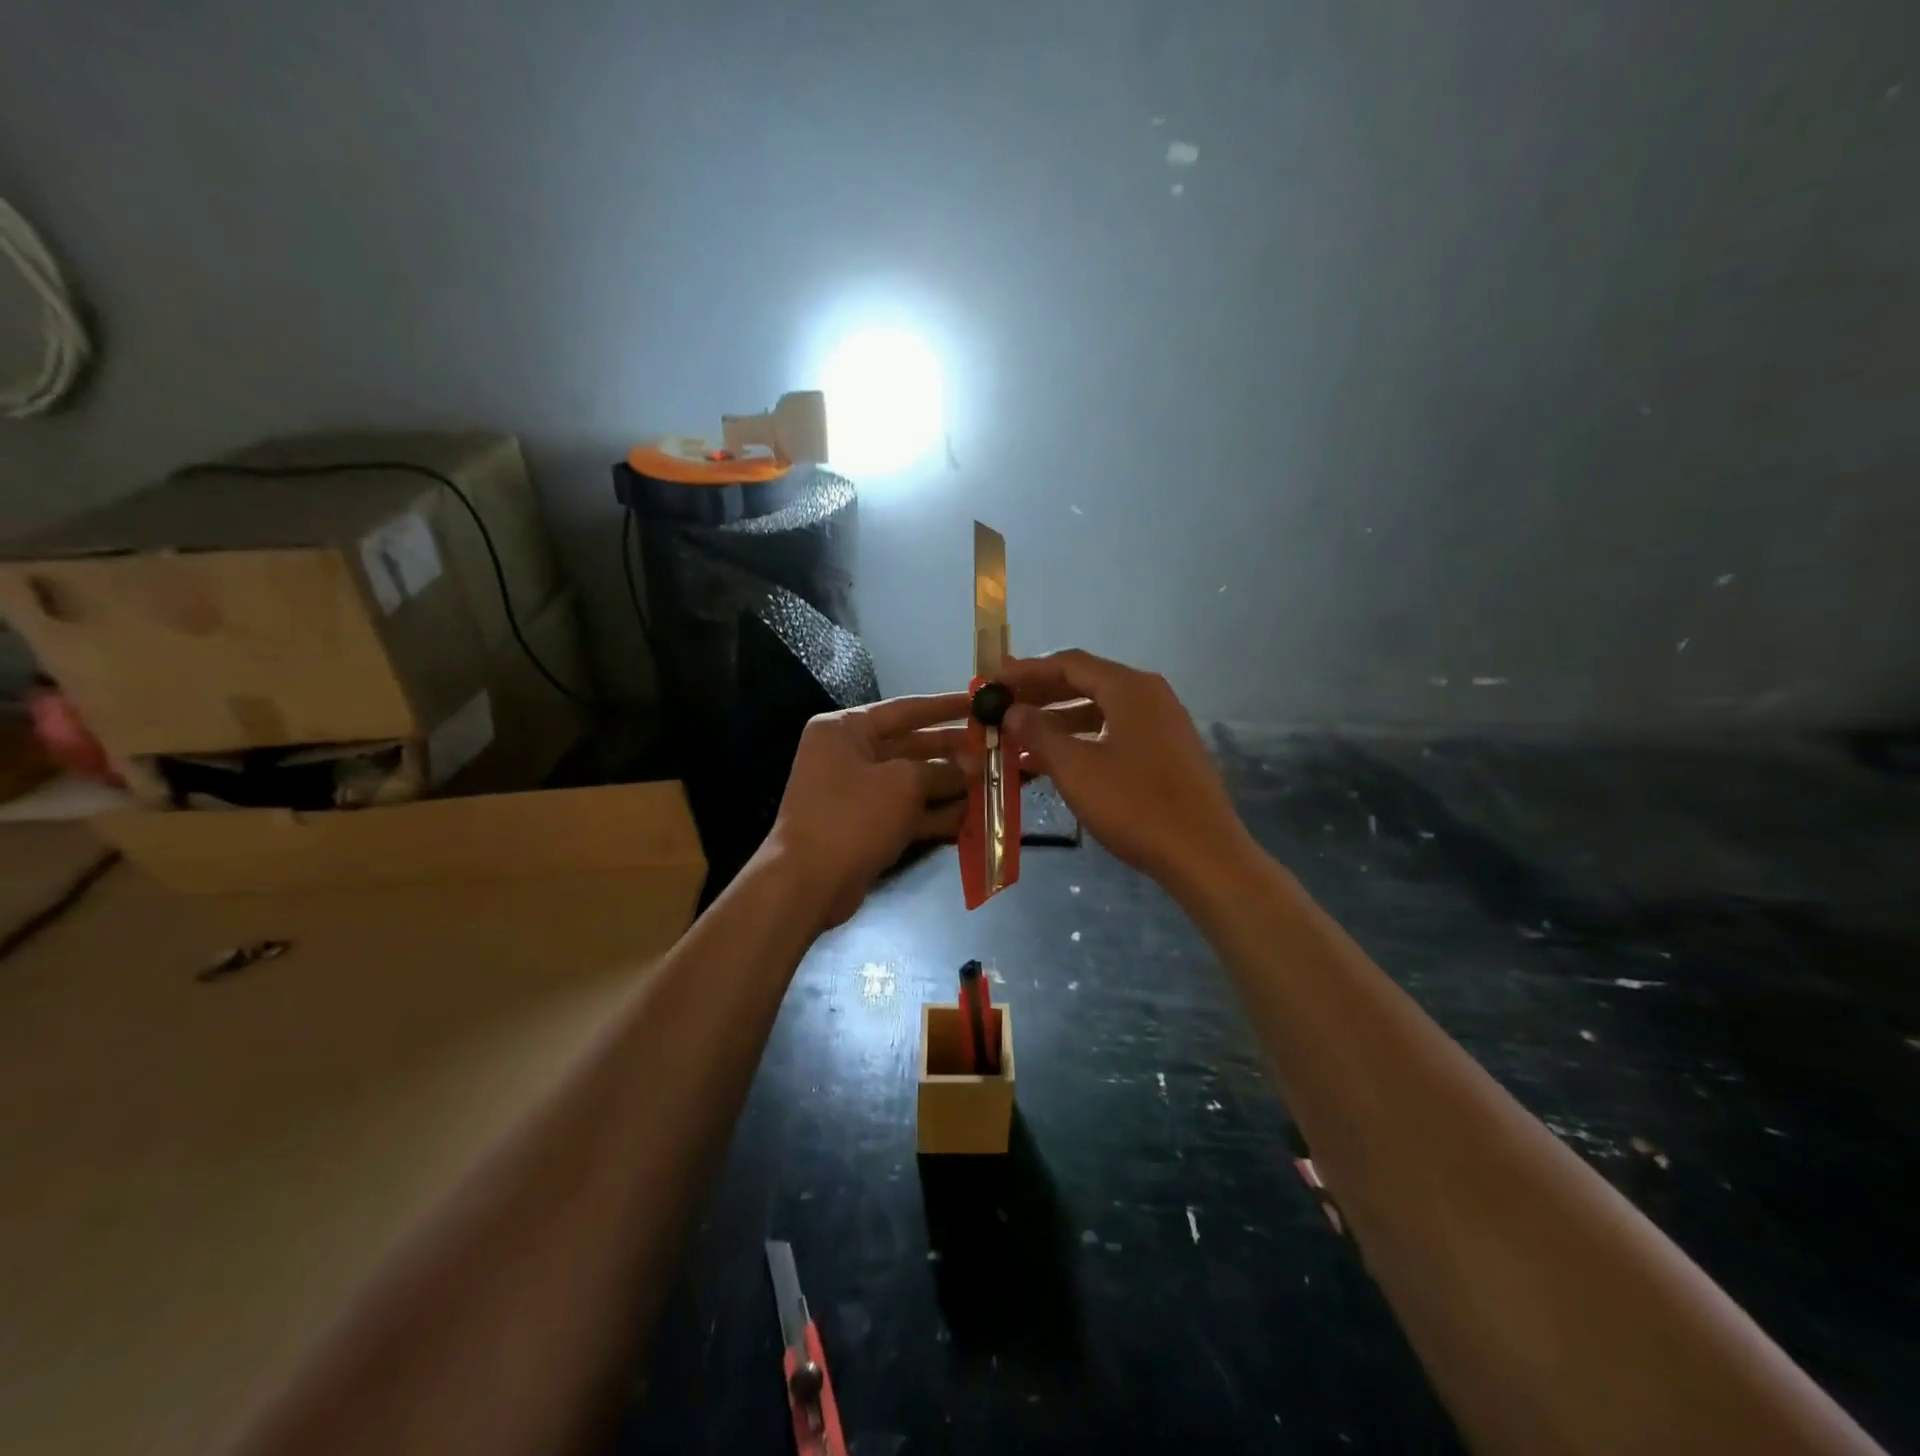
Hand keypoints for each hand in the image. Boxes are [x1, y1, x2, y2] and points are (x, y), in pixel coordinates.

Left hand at [761, 693, 972, 929]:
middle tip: (996, 748)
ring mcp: (857, 792)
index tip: (982, 703)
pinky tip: (973, 816)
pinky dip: (936, 813)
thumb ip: (942, 771)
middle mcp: (849, 754)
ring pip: (913, 781)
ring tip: (994, 782)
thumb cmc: (852, 817)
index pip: (905, 709)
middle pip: (911, 745)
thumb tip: (973, 766)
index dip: (946, 706)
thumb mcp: (903, 784)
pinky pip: (907, 811)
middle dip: (954, 751)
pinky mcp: (866, 825)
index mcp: (846, 729)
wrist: (808, 883)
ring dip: (951, 784)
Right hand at [998, 650, 1250, 889]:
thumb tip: (1012, 711)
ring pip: (1100, 711)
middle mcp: (1149, 695)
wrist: (1202, 853)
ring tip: (1020, 740)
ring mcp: (1162, 724)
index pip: (1069, 664)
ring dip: (1059, 722)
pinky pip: (1115, 733)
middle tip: (1003, 707)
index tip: (994, 682)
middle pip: (1086, 683)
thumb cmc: (1134, 804)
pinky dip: (1083, 740)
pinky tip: (1056, 763)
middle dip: (1041, 695)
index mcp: (1129, 688)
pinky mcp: (1167, 752)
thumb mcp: (1076, 768)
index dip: (1027, 671)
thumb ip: (1038, 734)